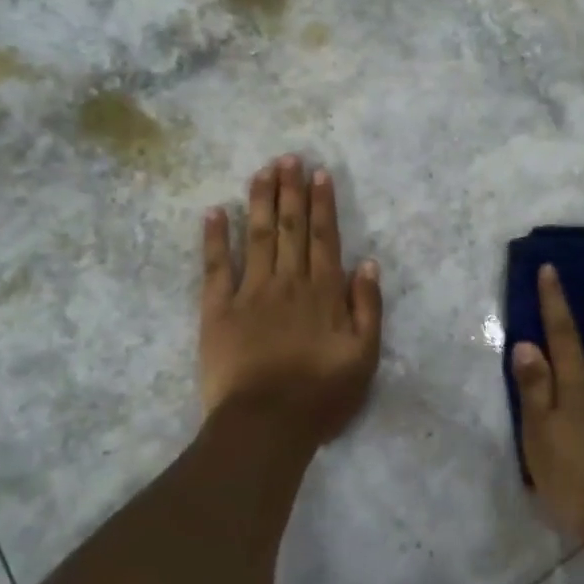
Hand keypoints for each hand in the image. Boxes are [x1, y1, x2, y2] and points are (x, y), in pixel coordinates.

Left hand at [199, 156, 383, 446]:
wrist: (265, 426)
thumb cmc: (320, 395)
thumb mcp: (364, 357)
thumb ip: (368, 308)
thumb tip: (368, 264)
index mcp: (323, 292)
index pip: (324, 237)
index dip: (322, 204)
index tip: (318, 174)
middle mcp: (288, 282)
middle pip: (290, 228)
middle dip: (290, 190)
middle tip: (287, 157)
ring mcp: (250, 293)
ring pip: (256, 236)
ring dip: (259, 201)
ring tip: (261, 170)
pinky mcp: (217, 310)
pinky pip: (216, 267)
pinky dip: (214, 238)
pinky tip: (214, 212)